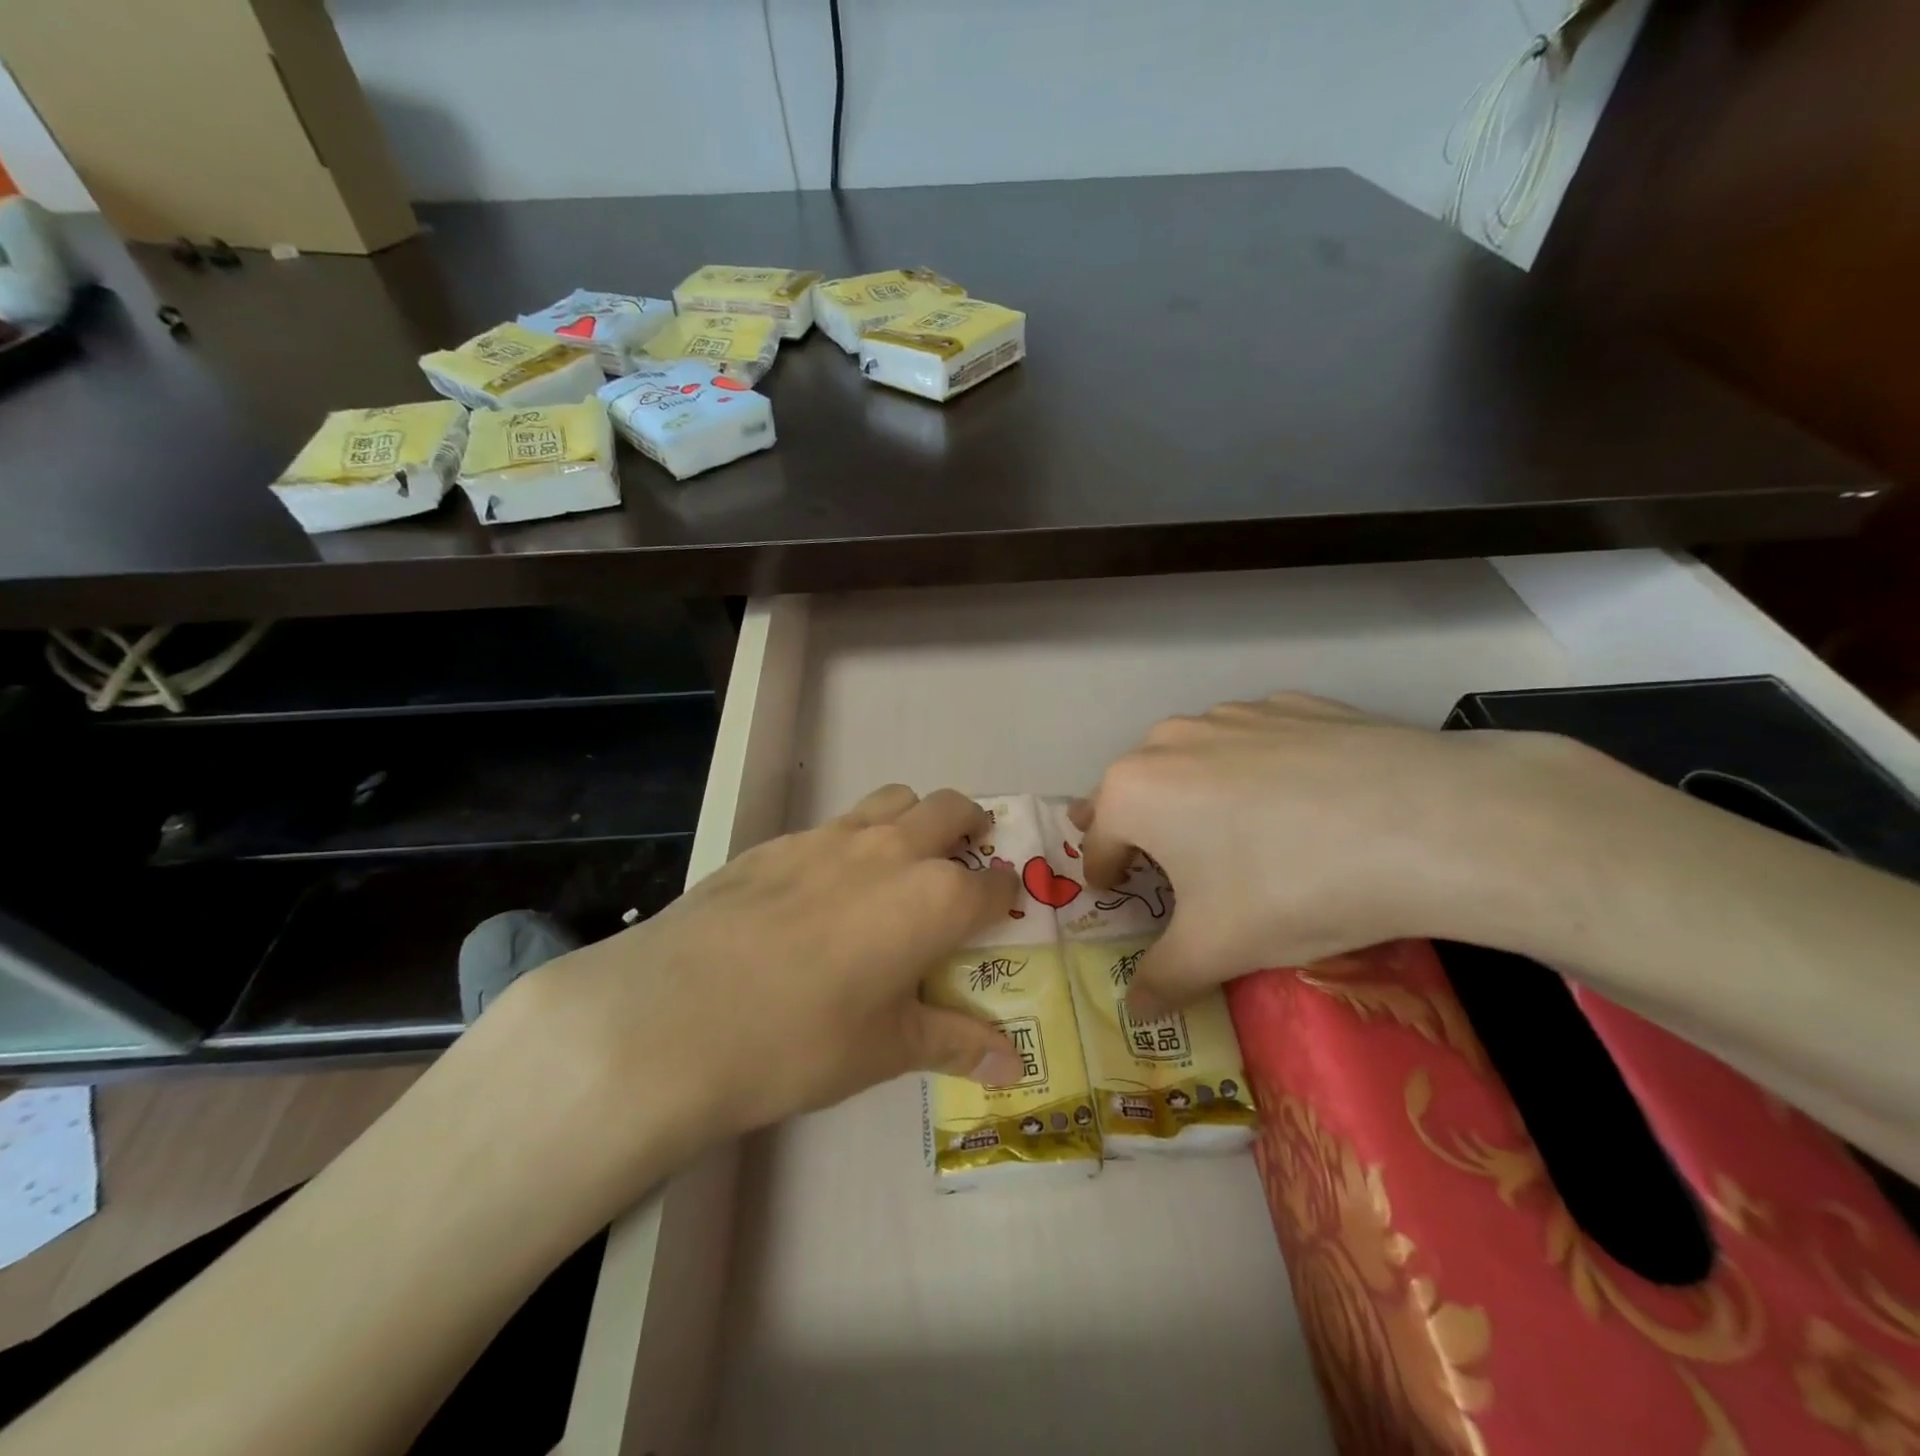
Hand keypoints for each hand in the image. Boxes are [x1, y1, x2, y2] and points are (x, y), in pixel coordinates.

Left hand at [488, 785, 1019, 1197]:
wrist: (675, 1015)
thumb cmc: (800, 1042)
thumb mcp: (885, 1049)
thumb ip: (955, 1044)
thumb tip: (1013, 1070)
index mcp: (935, 899)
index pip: (993, 883)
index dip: (1004, 895)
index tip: (1000, 909)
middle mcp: (892, 851)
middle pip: (951, 809)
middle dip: (970, 826)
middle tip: (964, 859)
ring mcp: (830, 837)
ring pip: (893, 799)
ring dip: (913, 819)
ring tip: (899, 862)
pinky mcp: (778, 840)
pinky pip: (835, 824)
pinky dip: (853, 840)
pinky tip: (822, 888)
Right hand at [1076, 692, 1618, 1013]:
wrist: (1425, 822)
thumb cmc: (1290, 887)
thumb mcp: (1218, 949)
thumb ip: (1163, 980)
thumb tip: (1136, 1013)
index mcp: (1132, 791)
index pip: (1097, 843)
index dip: (1107, 877)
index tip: (1123, 897)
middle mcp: (1168, 740)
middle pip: (1137, 792)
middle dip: (1143, 829)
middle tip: (1169, 865)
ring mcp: (1232, 714)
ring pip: (1193, 760)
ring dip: (1196, 794)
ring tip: (1239, 832)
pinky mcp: (1291, 704)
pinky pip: (1253, 740)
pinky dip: (1256, 767)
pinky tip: (1300, 798)